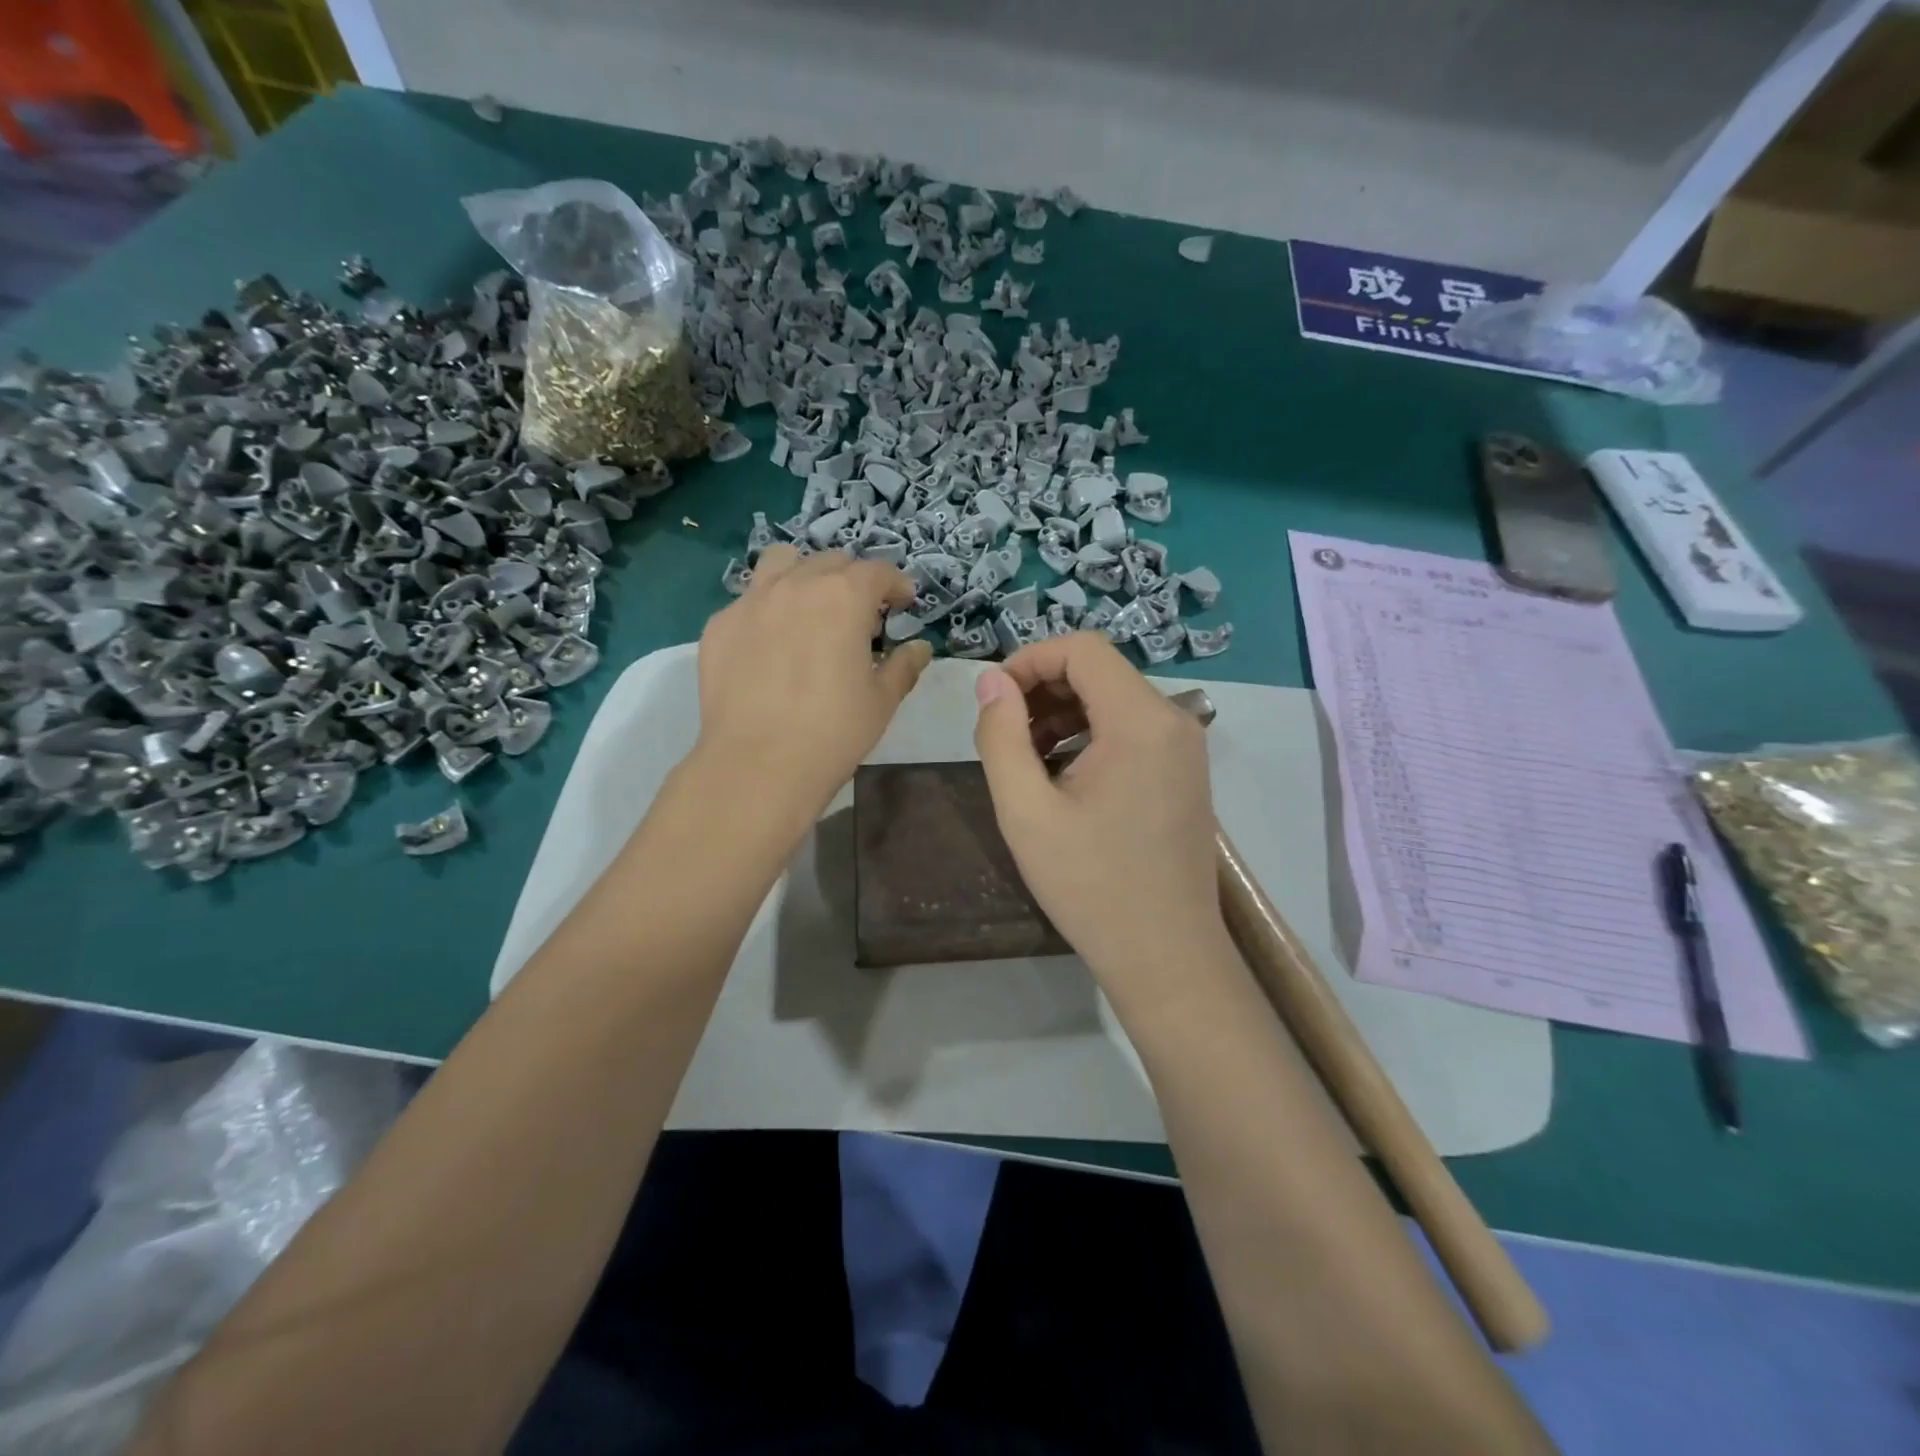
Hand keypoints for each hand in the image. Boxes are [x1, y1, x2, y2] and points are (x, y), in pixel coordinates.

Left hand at [696, 545, 931, 816]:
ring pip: (781, 562)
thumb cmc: (833, 732)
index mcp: (844, 597)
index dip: (896, 584)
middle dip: (852, 580)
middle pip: (831, 561)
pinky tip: (771, 644)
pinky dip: (768, 609)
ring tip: (810, 608)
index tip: (903, 603)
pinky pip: (749, 600)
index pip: (878, 571)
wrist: (758, 764)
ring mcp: (752, 601)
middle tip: (859, 616)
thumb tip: (920, 648)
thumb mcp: (881, 701)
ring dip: (804, 575)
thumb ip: (903, 666)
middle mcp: (797, 585)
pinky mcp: (720, 625)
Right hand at [973, 632, 1228, 1005]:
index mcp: (1140, 721)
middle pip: (1100, 671)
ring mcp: (1185, 747)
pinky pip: (1132, 729)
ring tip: (1026, 759)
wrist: (1166, 956)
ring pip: (1114, 699)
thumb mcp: (1026, 811)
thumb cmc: (1091, 886)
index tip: (994, 700)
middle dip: (1043, 688)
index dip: (1029, 660)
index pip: (1082, 649)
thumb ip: (1001, 736)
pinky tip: (1062, 776)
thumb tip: (991, 681)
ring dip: (1063, 713)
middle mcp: (1173, 721)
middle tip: (1004, 734)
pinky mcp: (1184, 772)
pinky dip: (1090, 735)